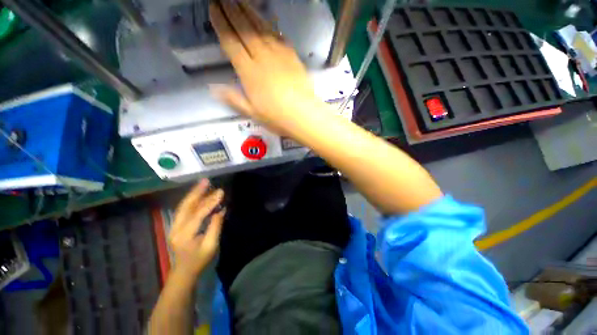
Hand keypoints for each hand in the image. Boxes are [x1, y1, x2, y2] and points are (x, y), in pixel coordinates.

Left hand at [169, 179, 225, 278]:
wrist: (184, 271)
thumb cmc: (199, 260)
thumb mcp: (211, 245)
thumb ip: (215, 226)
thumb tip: (221, 210)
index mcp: (185, 235)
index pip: (198, 214)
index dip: (210, 202)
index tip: (220, 192)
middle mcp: (176, 228)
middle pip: (186, 206)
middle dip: (196, 192)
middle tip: (206, 181)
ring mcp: (174, 226)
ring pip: (183, 206)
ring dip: (193, 194)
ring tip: (202, 183)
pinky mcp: (176, 225)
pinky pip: (184, 209)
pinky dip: (192, 200)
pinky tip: (198, 194)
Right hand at [209, 1, 322, 135]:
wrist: (304, 115)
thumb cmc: (277, 118)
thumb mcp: (252, 113)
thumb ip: (233, 99)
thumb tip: (214, 88)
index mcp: (249, 72)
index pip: (231, 42)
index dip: (221, 23)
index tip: (214, 8)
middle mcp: (262, 58)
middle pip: (245, 29)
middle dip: (232, 10)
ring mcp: (279, 55)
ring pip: (261, 28)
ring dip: (249, 11)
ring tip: (239, 0)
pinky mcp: (292, 56)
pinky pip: (279, 36)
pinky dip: (270, 25)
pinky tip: (266, 19)